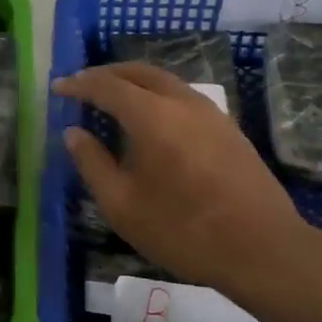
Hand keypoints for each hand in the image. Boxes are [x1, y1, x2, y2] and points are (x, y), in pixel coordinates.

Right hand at [54, 63, 321, 304]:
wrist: (262, 248)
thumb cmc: (183, 230)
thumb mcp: (122, 205)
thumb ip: (93, 164)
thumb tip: (74, 133)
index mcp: (152, 115)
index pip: (107, 86)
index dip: (79, 84)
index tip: (59, 88)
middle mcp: (182, 102)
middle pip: (138, 72)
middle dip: (107, 74)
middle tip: (83, 85)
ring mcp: (210, 112)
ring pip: (165, 81)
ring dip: (134, 82)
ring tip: (114, 99)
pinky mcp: (228, 128)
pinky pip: (183, 96)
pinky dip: (157, 96)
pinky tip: (152, 120)